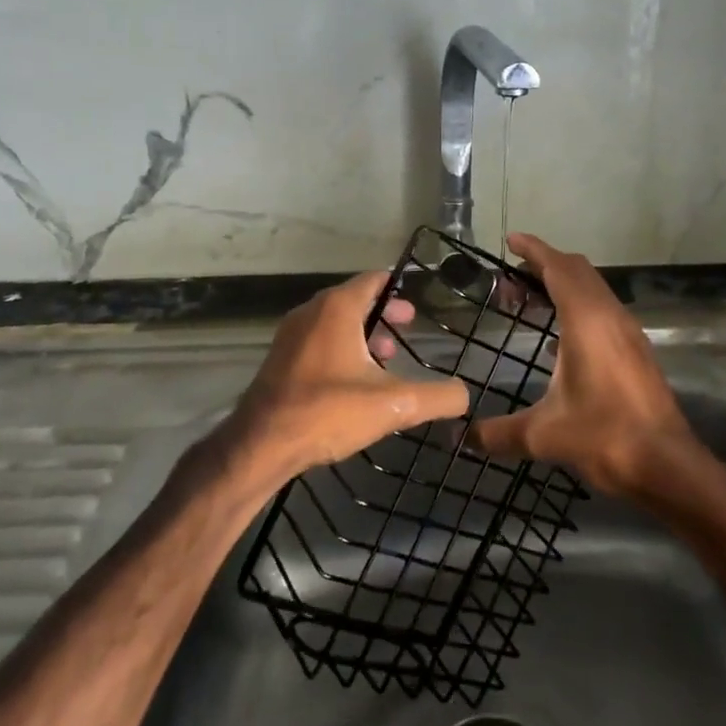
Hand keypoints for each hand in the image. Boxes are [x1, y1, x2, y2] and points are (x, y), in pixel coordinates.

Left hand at [223, 271, 469, 483]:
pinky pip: (318, 340)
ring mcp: (291, 335)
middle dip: (384, 312)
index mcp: (337, 308)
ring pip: (335, 321)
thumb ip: (435, 398)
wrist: (260, 445)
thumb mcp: (392, 406)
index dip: (399, 287)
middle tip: (408, 326)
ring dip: (362, 332)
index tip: (419, 300)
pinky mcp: (280, 359)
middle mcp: (311, 312)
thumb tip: (465, 395)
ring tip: (385, 358)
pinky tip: (354, 379)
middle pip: (355, 299)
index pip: (374, 280)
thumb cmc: (327, 412)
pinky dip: (341, 347)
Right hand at [467, 232, 697, 495]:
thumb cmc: (605, 437)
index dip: (533, 250)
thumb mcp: (543, 435)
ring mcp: (628, 331)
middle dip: (543, 266)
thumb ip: (498, 432)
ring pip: (593, 288)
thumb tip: (463, 436)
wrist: (667, 464)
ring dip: (563, 286)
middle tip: (510, 282)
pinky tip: (560, 339)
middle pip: (577, 271)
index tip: (511, 240)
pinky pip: (603, 309)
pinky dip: (578, 305)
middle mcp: (610, 315)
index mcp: (586, 320)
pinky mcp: (636, 349)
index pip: (558, 267)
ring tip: (530, 304)